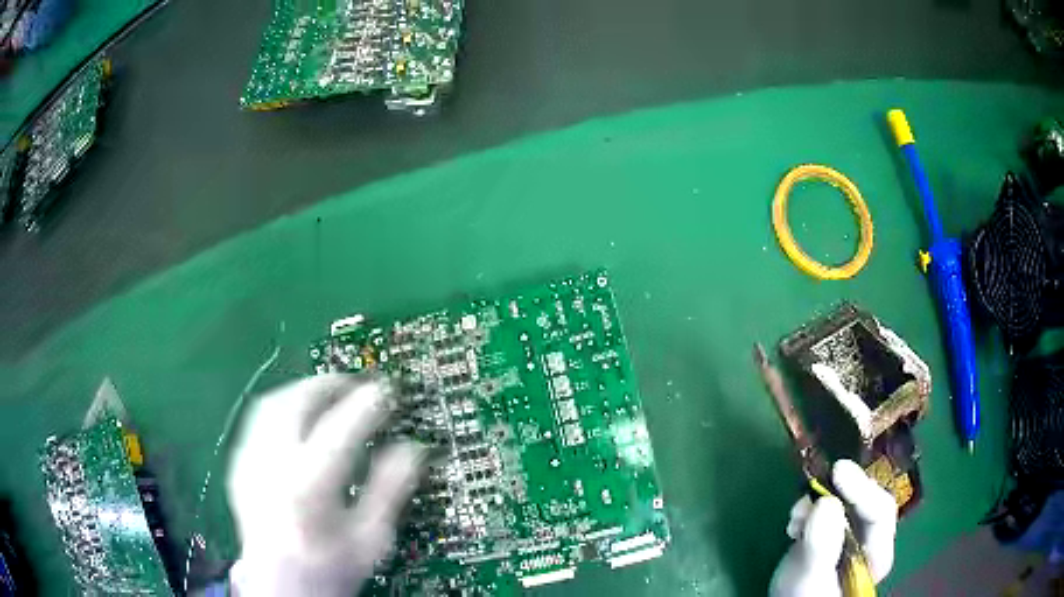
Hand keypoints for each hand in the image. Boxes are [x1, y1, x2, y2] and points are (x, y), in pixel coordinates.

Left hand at [227, 374, 425, 596]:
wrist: (279, 586)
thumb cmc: (329, 568)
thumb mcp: (370, 539)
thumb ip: (390, 490)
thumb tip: (412, 449)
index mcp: (309, 487)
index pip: (340, 428)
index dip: (366, 403)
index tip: (386, 391)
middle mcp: (272, 466)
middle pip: (296, 402)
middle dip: (329, 384)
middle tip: (355, 384)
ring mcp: (249, 462)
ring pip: (271, 403)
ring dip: (302, 391)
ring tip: (327, 395)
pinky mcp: (238, 466)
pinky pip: (257, 420)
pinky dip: (281, 409)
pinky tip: (298, 421)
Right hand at [769, 460, 897, 596]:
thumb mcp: (810, 578)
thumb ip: (821, 546)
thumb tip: (826, 502)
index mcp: (876, 554)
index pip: (880, 512)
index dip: (862, 490)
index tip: (838, 472)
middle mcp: (869, 540)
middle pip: (866, 502)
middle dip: (842, 492)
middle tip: (826, 475)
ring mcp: (851, 535)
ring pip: (846, 502)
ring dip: (821, 500)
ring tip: (796, 515)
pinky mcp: (832, 531)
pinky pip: (827, 508)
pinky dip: (810, 508)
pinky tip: (795, 521)